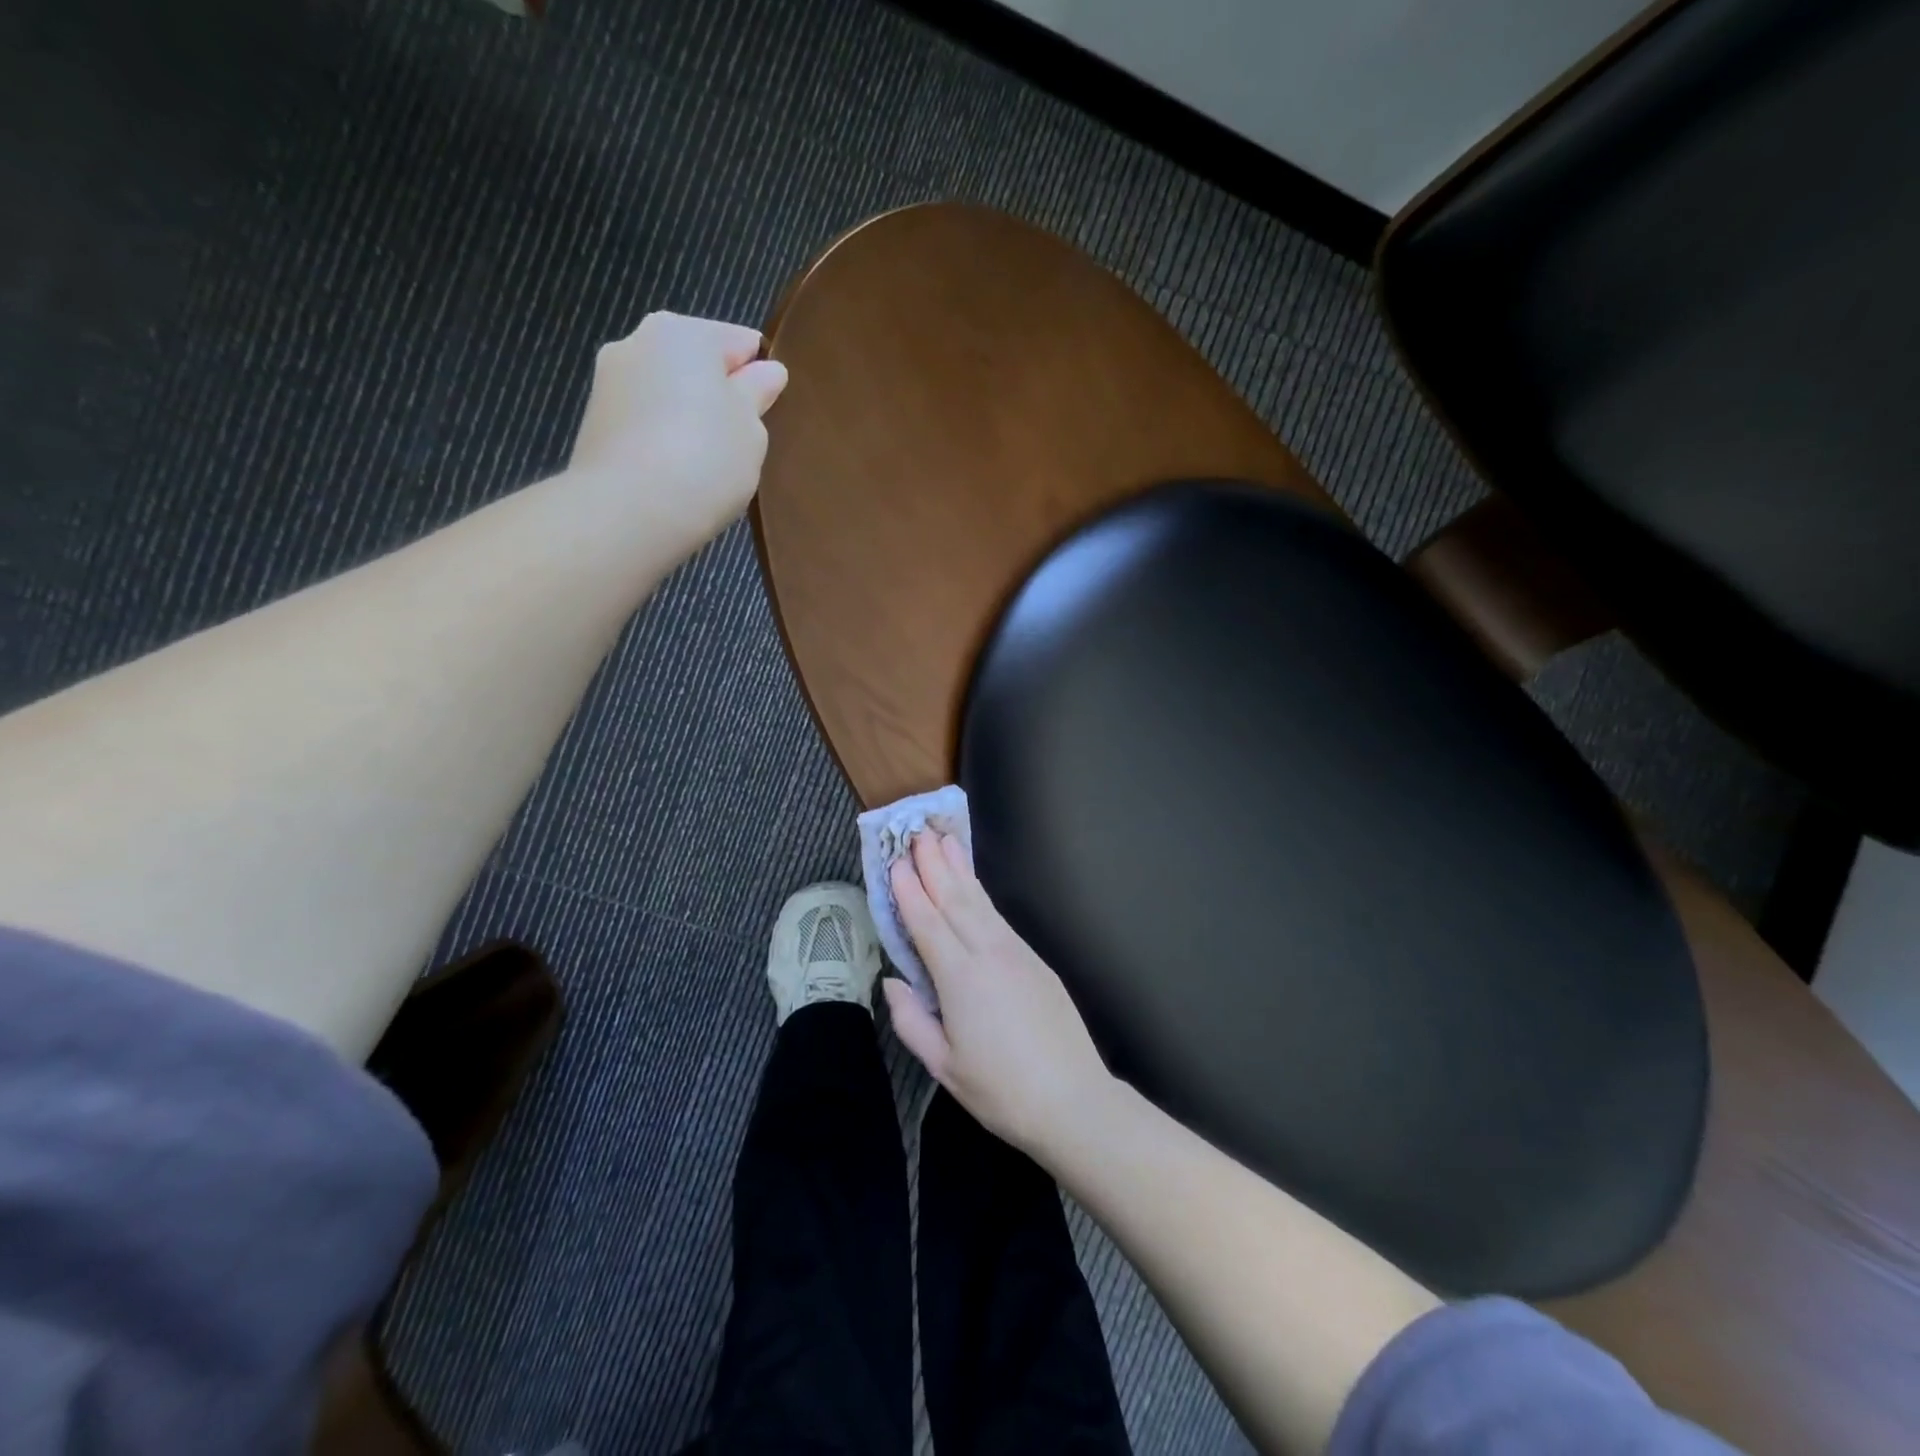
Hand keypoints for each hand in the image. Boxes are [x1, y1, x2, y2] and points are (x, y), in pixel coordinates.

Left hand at [569, 312, 788, 549]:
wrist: (629, 511)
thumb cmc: (706, 459)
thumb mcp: (751, 429)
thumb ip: (757, 395)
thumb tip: (766, 372)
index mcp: (686, 332)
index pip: (740, 342)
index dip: (760, 376)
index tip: (768, 413)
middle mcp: (639, 341)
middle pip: (696, 365)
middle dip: (719, 396)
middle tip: (740, 444)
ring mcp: (609, 382)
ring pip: (667, 394)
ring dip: (688, 419)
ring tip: (706, 467)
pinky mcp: (594, 424)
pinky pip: (644, 424)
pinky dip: (662, 442)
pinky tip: (677, 477)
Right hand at [884, 831, 1115, 1156]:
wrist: (1073, 1100)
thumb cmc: (1001, 1090)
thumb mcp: (944, 1067)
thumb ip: (911, 1021)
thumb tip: (892, 982)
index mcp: (960, 979)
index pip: (927, 922)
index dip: (909, 890)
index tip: (895, 860)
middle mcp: (988, 954)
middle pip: (954, 899)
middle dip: (933, 864)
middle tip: (917, 832)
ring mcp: (1016, 953)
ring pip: (980, 902)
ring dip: (959, 869)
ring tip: (944, 840)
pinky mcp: (1035, 960)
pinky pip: (999, 916)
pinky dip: (981, 894)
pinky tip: (973, 885)